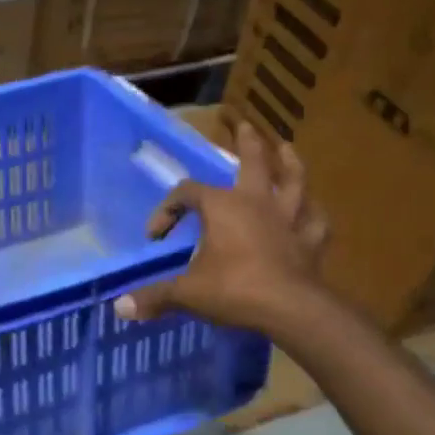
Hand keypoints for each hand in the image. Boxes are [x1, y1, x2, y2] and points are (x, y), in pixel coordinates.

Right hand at [115, 123, 331, 335]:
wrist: (291, 310)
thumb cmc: (234, 289)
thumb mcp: (187, 293)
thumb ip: (155, 296)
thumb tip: (119, 308)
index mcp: (222, 207)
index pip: (187, 193)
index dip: (168, 209)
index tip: (156, 237)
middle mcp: (256, 203)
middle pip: (254, 163)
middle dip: (247, 143)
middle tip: (245, 125)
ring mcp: (288, 220)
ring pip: (293, 182)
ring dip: (290, 164)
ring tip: (287, 148)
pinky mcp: (311, 242)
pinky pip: (315, 222)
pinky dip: (313, 214)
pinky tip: (313, 211)